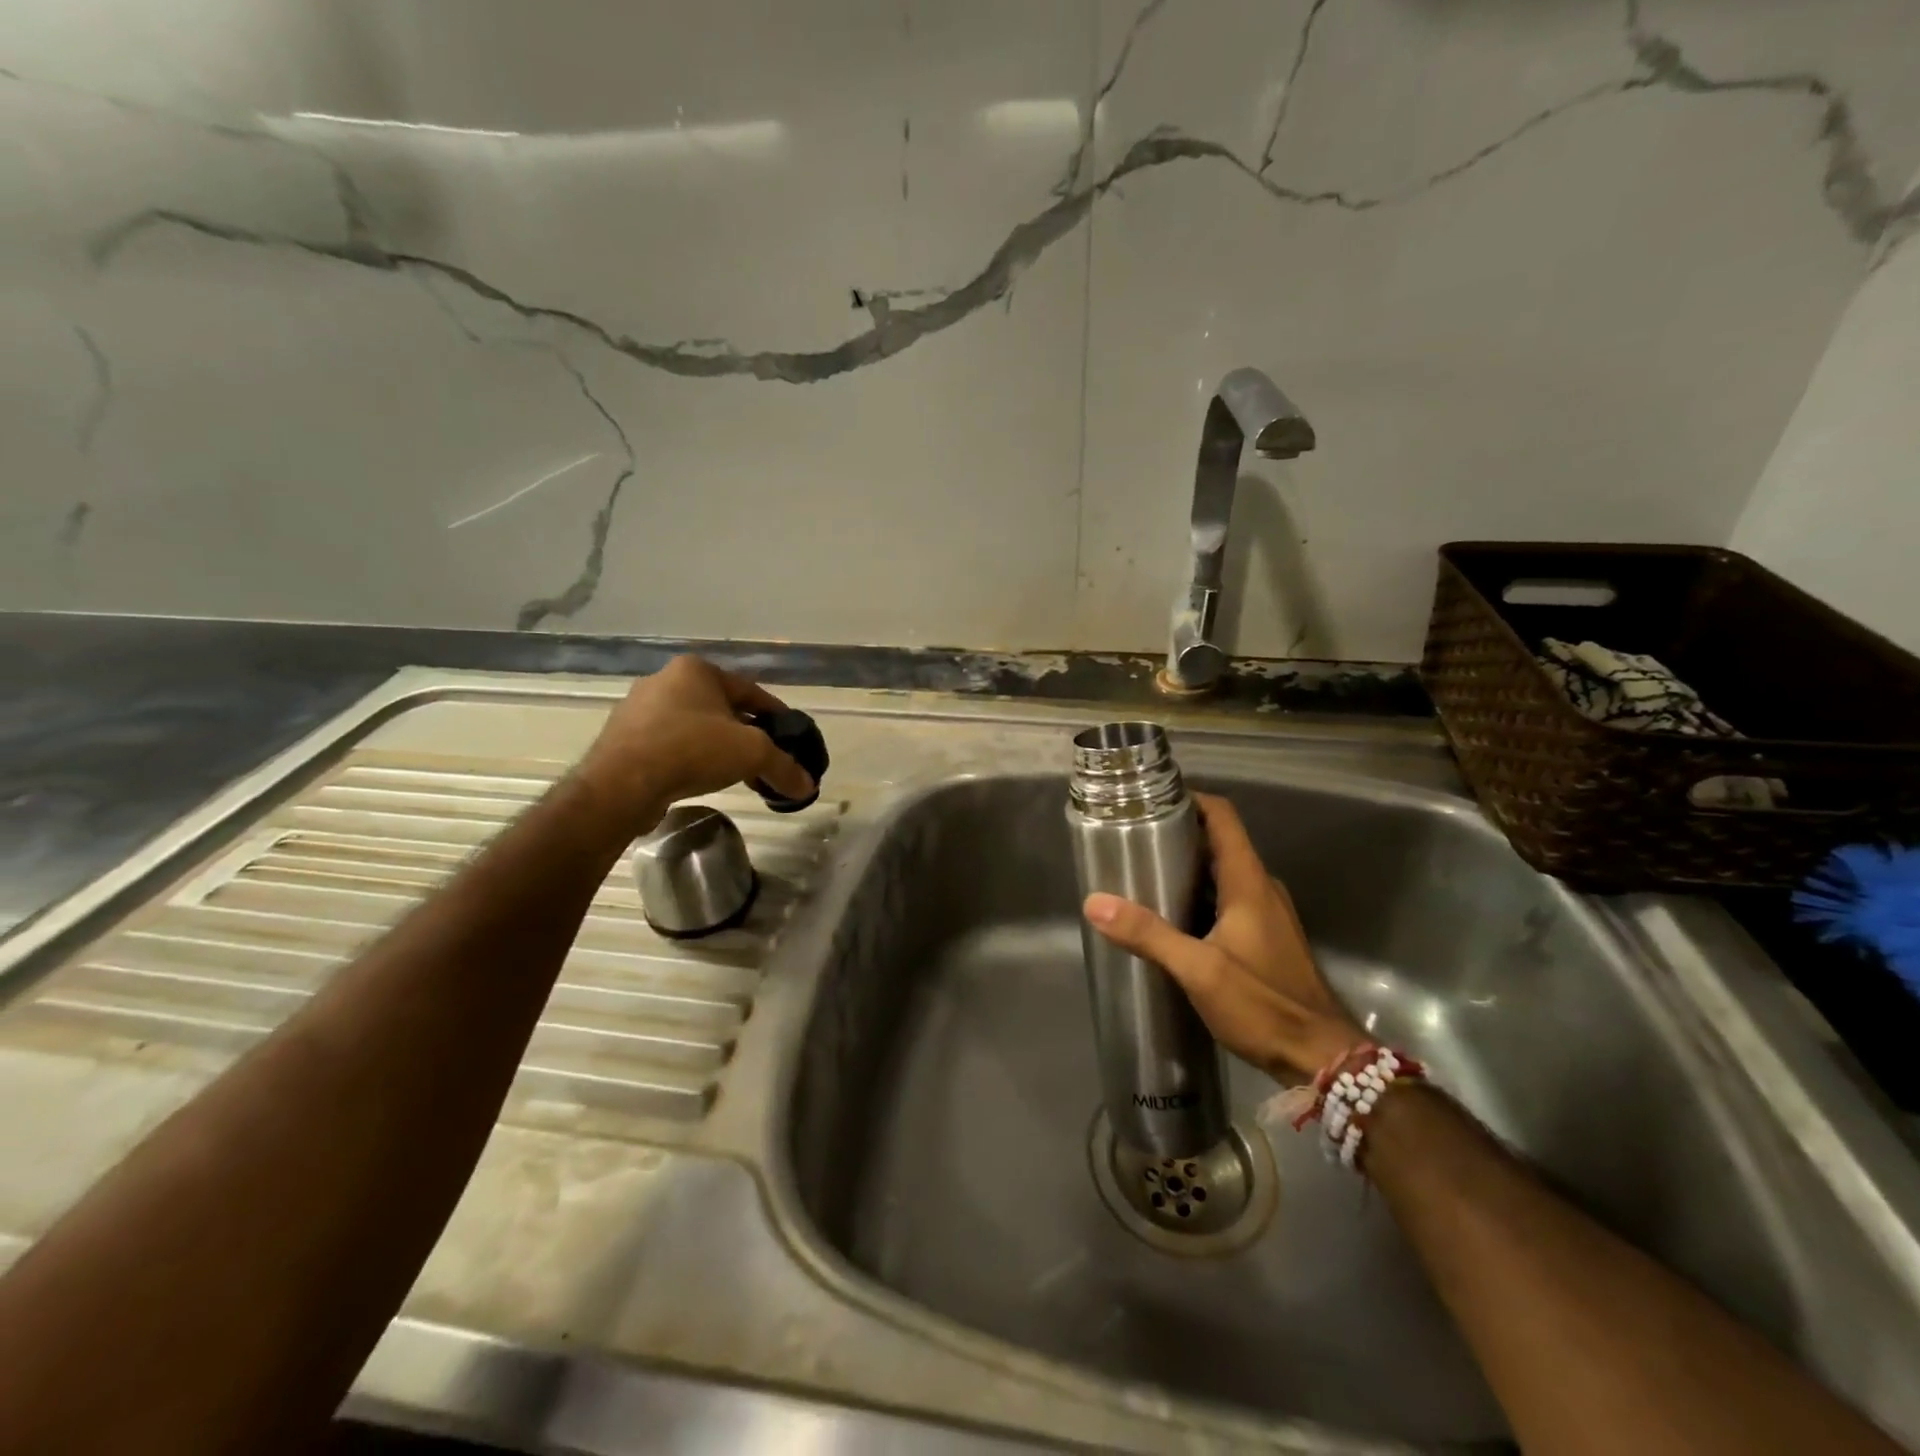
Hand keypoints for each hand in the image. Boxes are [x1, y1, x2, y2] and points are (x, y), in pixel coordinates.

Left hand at [575, 656, 812, 836]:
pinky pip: (669, 744)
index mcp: (696, 670)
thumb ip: (784, 767)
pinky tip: (701, 779)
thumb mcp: (752, 754)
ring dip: (718, 747)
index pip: (751, 692)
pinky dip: (690, 759)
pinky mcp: (622, 738)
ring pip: (694, 727)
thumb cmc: (692, 749)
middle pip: (722, 709)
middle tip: (765, 759)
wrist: (621, 784)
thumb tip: (808, 786)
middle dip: (746, 734)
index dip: (777, 717)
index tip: (791, 739)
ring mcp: (639, 709)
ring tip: (737, 774)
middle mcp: (665, 680)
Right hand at [1083, 792, 1362, 1081]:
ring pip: (1222, 874)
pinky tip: (1170, 918)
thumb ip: (1149, 935)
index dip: (1191, 800)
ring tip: (1142, 874)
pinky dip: (1198, 897)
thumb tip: (1095, 902)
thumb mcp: (1199, 970)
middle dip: (1178, 835)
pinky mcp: (1264, 938)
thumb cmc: (1264, 1005)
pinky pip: (1227, 900)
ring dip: (1187, 868)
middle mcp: (1260, 888)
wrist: (1321, 1057)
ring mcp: (1266, 914)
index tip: (1152, 800)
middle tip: (1133, 839)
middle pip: (1219, 843)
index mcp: (1249, 882)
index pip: (1223, 818)